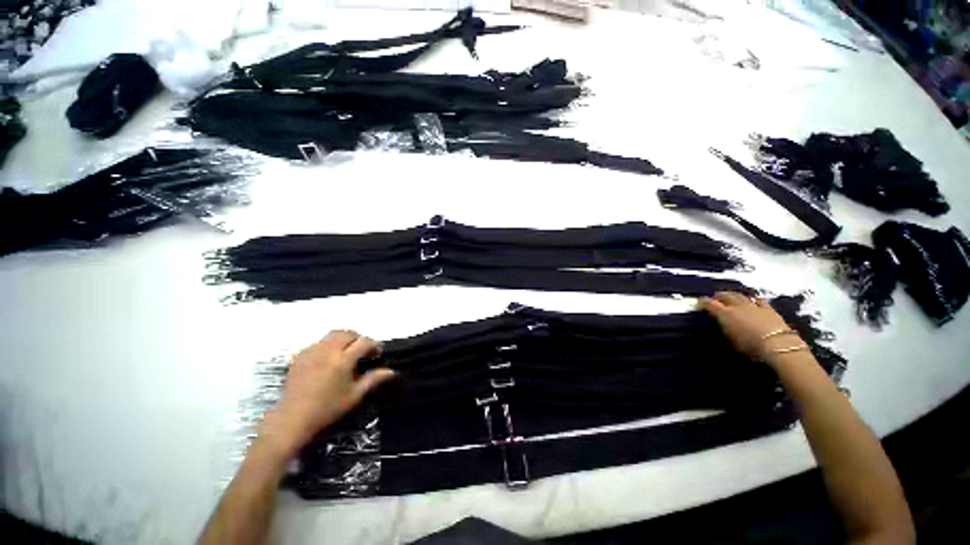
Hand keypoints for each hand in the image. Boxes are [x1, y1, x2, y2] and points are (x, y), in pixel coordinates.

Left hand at [257, 330, 394, 456]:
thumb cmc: (327, 409)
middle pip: (347, 333)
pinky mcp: (299, 356)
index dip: (374, 345)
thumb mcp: (354, 396)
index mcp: (342, 360)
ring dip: (343, 340)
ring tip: (346, 353)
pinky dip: (327, 346)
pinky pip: (318, 343)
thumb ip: (373, 379)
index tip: (377, 354)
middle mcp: (327, 351)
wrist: (292, 419)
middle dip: (358, 339)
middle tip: (362, 351)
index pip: (364, 342)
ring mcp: (311, 352)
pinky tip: (328, 360)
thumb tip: (391, 371)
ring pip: (332, 335)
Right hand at [699, 292, 803, 364]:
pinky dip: (753, 300)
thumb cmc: (749, 346)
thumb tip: (719, 322)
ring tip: (731, 297)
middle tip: (715, 298)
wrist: (778, 345)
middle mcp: (737, 306)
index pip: (710, 304)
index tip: (699, 302)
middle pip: (725, 296)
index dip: (703, 302)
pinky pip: (758, 301)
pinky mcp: (768, 309)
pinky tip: (753, 301)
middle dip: (719, 296)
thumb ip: (723, 328)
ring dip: (734, 296)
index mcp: (724, 314)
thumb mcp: (730, 339)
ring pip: (740, 296)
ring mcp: (753, 306)